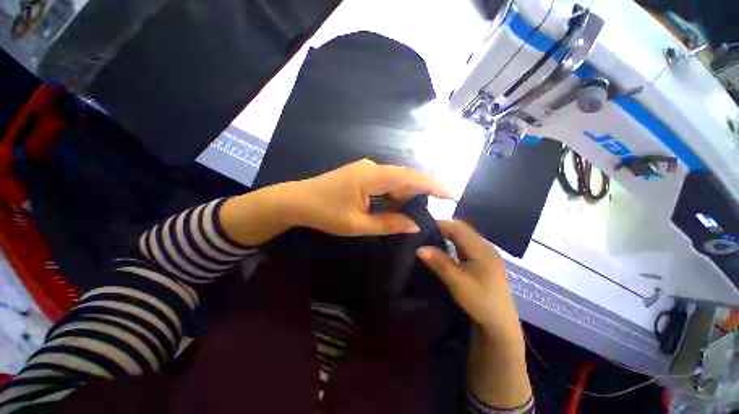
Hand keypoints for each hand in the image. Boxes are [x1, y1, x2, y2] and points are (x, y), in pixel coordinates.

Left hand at [285, 159, 451, 235]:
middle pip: (404, 177)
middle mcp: (372, 167)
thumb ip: (388, 223)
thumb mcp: (358, 224)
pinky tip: (395, 206)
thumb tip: (415, 224)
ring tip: (414, 211)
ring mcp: (365, 169)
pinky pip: (384, 182)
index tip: (450, 193)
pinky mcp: (361, 174)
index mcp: (372, 176)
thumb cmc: (324, 213)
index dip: (432, 184)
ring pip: (394, 180)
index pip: (409, 177)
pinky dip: (393, 194)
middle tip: (433, 208)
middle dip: (420, 192)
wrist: (296, 201)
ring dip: (405, 195)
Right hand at [417, 220, 522, 343]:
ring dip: (446, 236)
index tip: (422, 228)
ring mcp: (484, 254)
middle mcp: (484, 247)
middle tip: (423, 234)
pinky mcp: (481, 261)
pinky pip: (464, 245)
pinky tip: (442, 250)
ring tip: (429, 239)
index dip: (440, 224)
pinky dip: (451, 244)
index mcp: (482, 249)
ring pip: (462, 237)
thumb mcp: (457, 282)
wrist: (500, 324)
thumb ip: (439, 263)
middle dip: (442, 229)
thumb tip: (419, 248)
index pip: (458, 227)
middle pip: (461, 229)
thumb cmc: (481, 302)